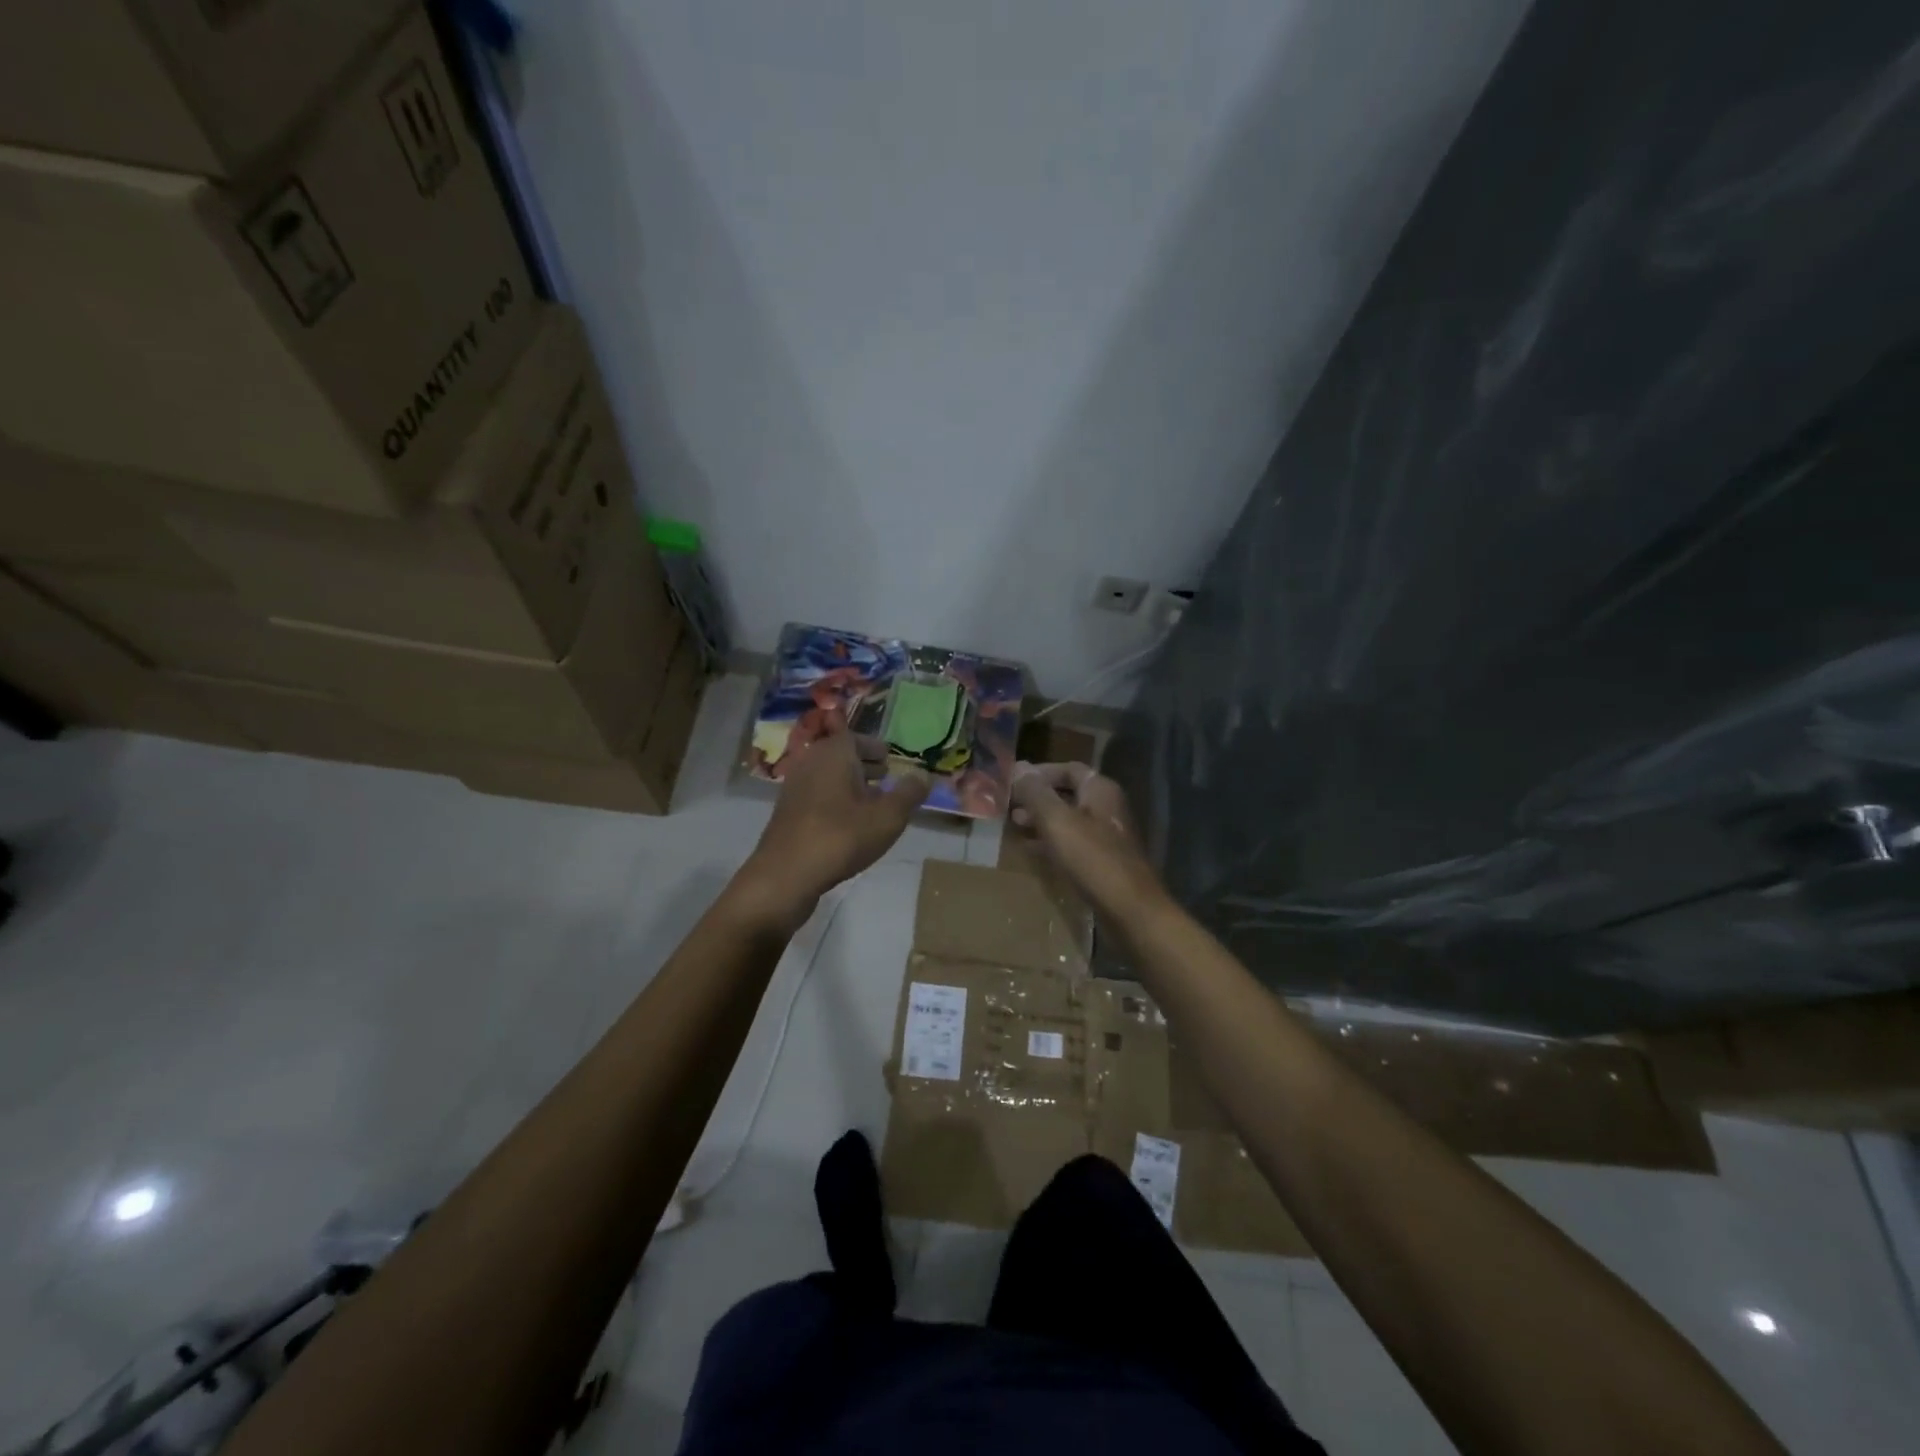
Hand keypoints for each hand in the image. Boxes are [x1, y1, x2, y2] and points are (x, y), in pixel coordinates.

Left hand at [736, 720, 930, 924]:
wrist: (786, 874)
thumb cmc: (841, 837)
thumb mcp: (888, 816)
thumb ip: (909, 793)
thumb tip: (924, 774)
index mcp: (833, 753)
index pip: (856, 738)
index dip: (875, 748)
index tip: (890, 758)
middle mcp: (810, 762)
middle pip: (840, 757)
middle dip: (864, 765)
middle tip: (885, 777)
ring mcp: (794, 788)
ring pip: (828, 778)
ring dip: (849, 785)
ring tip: (872, 802)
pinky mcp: (787, 813)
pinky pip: (817, 797)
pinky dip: (835, 801)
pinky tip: (849, 824)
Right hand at [1010, 761, 1164, 918]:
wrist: (1129, 908)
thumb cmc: (1091, 857)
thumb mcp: (1056, 820)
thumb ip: (1035, 792)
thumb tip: (1017, 766)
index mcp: (1100, 790)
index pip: (1067, 768)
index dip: (1039, 772)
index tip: (1012, 780)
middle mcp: (1106, 807)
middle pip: (1067, 793)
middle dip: (1037, 797)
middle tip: (1008, 804)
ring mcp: (1106, 835)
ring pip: (1068, 819)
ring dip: (1041, 820)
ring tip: (1014, 824)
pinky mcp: (1102, 860)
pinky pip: (1072, 842)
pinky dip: (1051, 841)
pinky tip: (1030, 849)